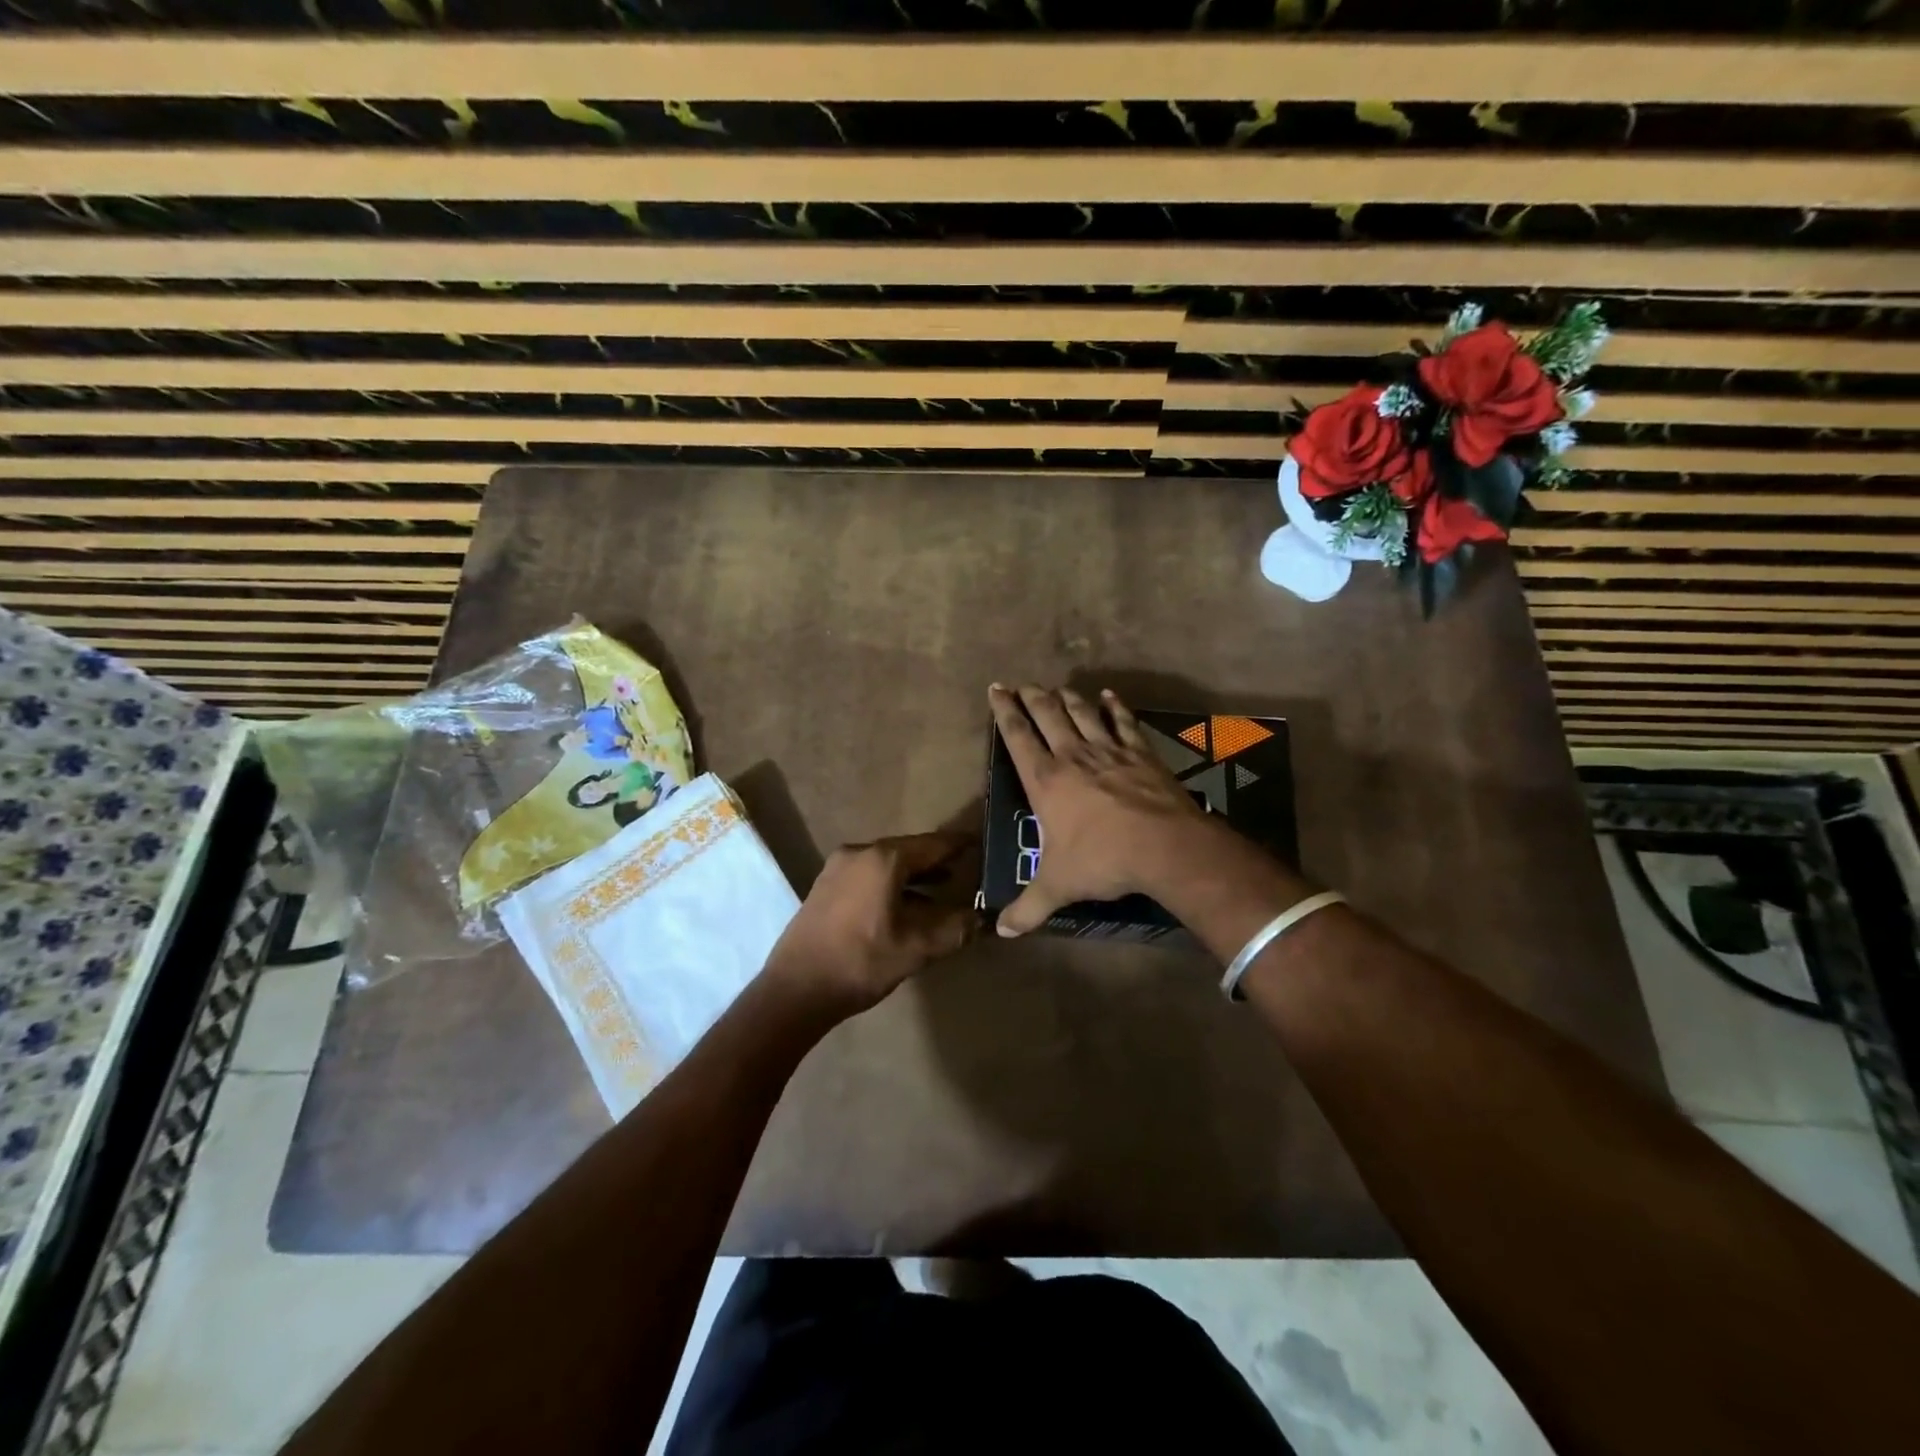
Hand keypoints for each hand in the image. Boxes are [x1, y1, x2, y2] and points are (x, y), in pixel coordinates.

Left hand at [761, 832, 975, 1014]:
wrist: (796, 989)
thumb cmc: (861, 962)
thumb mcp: (917, 948)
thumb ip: (955, 929)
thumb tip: (983, 919)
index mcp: (883, 859)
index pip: (932, 844)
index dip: (959, 845)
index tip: (981, 843)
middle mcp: (859, 852)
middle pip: (908, 851)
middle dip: (937, 861)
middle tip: (965, 868)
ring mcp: (837, 868)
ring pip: (887, 864)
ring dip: (914, 875)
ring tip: (942, 888)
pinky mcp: (825, 886)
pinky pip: (868, 875)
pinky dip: (891, 883)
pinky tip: (904, 905)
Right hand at [988, 683, 1212, 936]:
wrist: (1163, 846)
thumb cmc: (1102, 860)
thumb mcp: (1058, 886)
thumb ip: (1028, 907)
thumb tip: (1000, 930)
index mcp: (1046, 780)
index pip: (1018, 737)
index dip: (1005, 711)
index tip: (996, 689)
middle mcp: (1073, 756)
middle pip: (1048, 715)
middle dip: (1032, 697)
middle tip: (1022, 684)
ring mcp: (1109, 750)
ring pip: (1082, 713)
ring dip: (1067, 698)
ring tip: (1057, 687)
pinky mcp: (1140, 754)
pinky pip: (1124, 723)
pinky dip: (1115, 707)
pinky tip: (1110, 695)